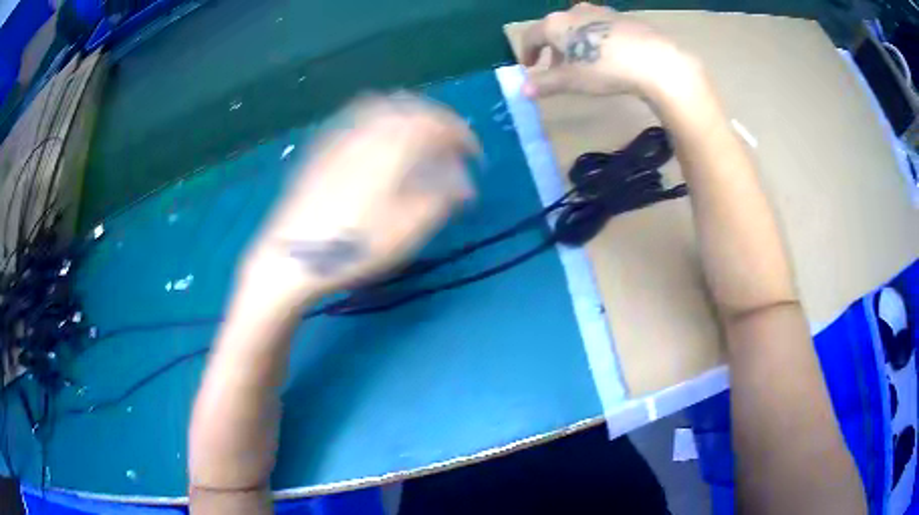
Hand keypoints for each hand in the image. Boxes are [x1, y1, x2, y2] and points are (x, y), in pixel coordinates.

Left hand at [239, 95, 478, 308]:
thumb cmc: (352, 247)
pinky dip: (377, 118)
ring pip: (380, 105)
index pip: (436, 123)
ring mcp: (339, 137)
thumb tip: (464, 183)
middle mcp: (366, 131)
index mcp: (392, 148)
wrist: (290, 258)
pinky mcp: (320, 148)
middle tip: (446, 140)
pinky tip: (375, 139)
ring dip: (406, 113)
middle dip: (435, 118)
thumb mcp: (407, 231)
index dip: (461, 134)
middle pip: (409, 106)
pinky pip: (355, 117)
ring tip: (415, 135)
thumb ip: (441, 199)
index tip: (472, 154)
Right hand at [520, 4, 700, 100]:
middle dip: (553, 49)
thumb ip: (545, 83)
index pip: (531, 36)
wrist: (653, 60)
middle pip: (556, 29)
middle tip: (557, 69)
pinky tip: (607, 55)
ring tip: (583, 63)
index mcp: (555, 24)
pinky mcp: (622, 18)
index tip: (529, 67)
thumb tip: (523, 89)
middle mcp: (574, 11)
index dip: (527, 52)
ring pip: (578, 27)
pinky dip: (595, 40)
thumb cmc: (604, 68)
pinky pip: (600, 27)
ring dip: (574, 44)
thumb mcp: (571, 80)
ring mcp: (600, 12)